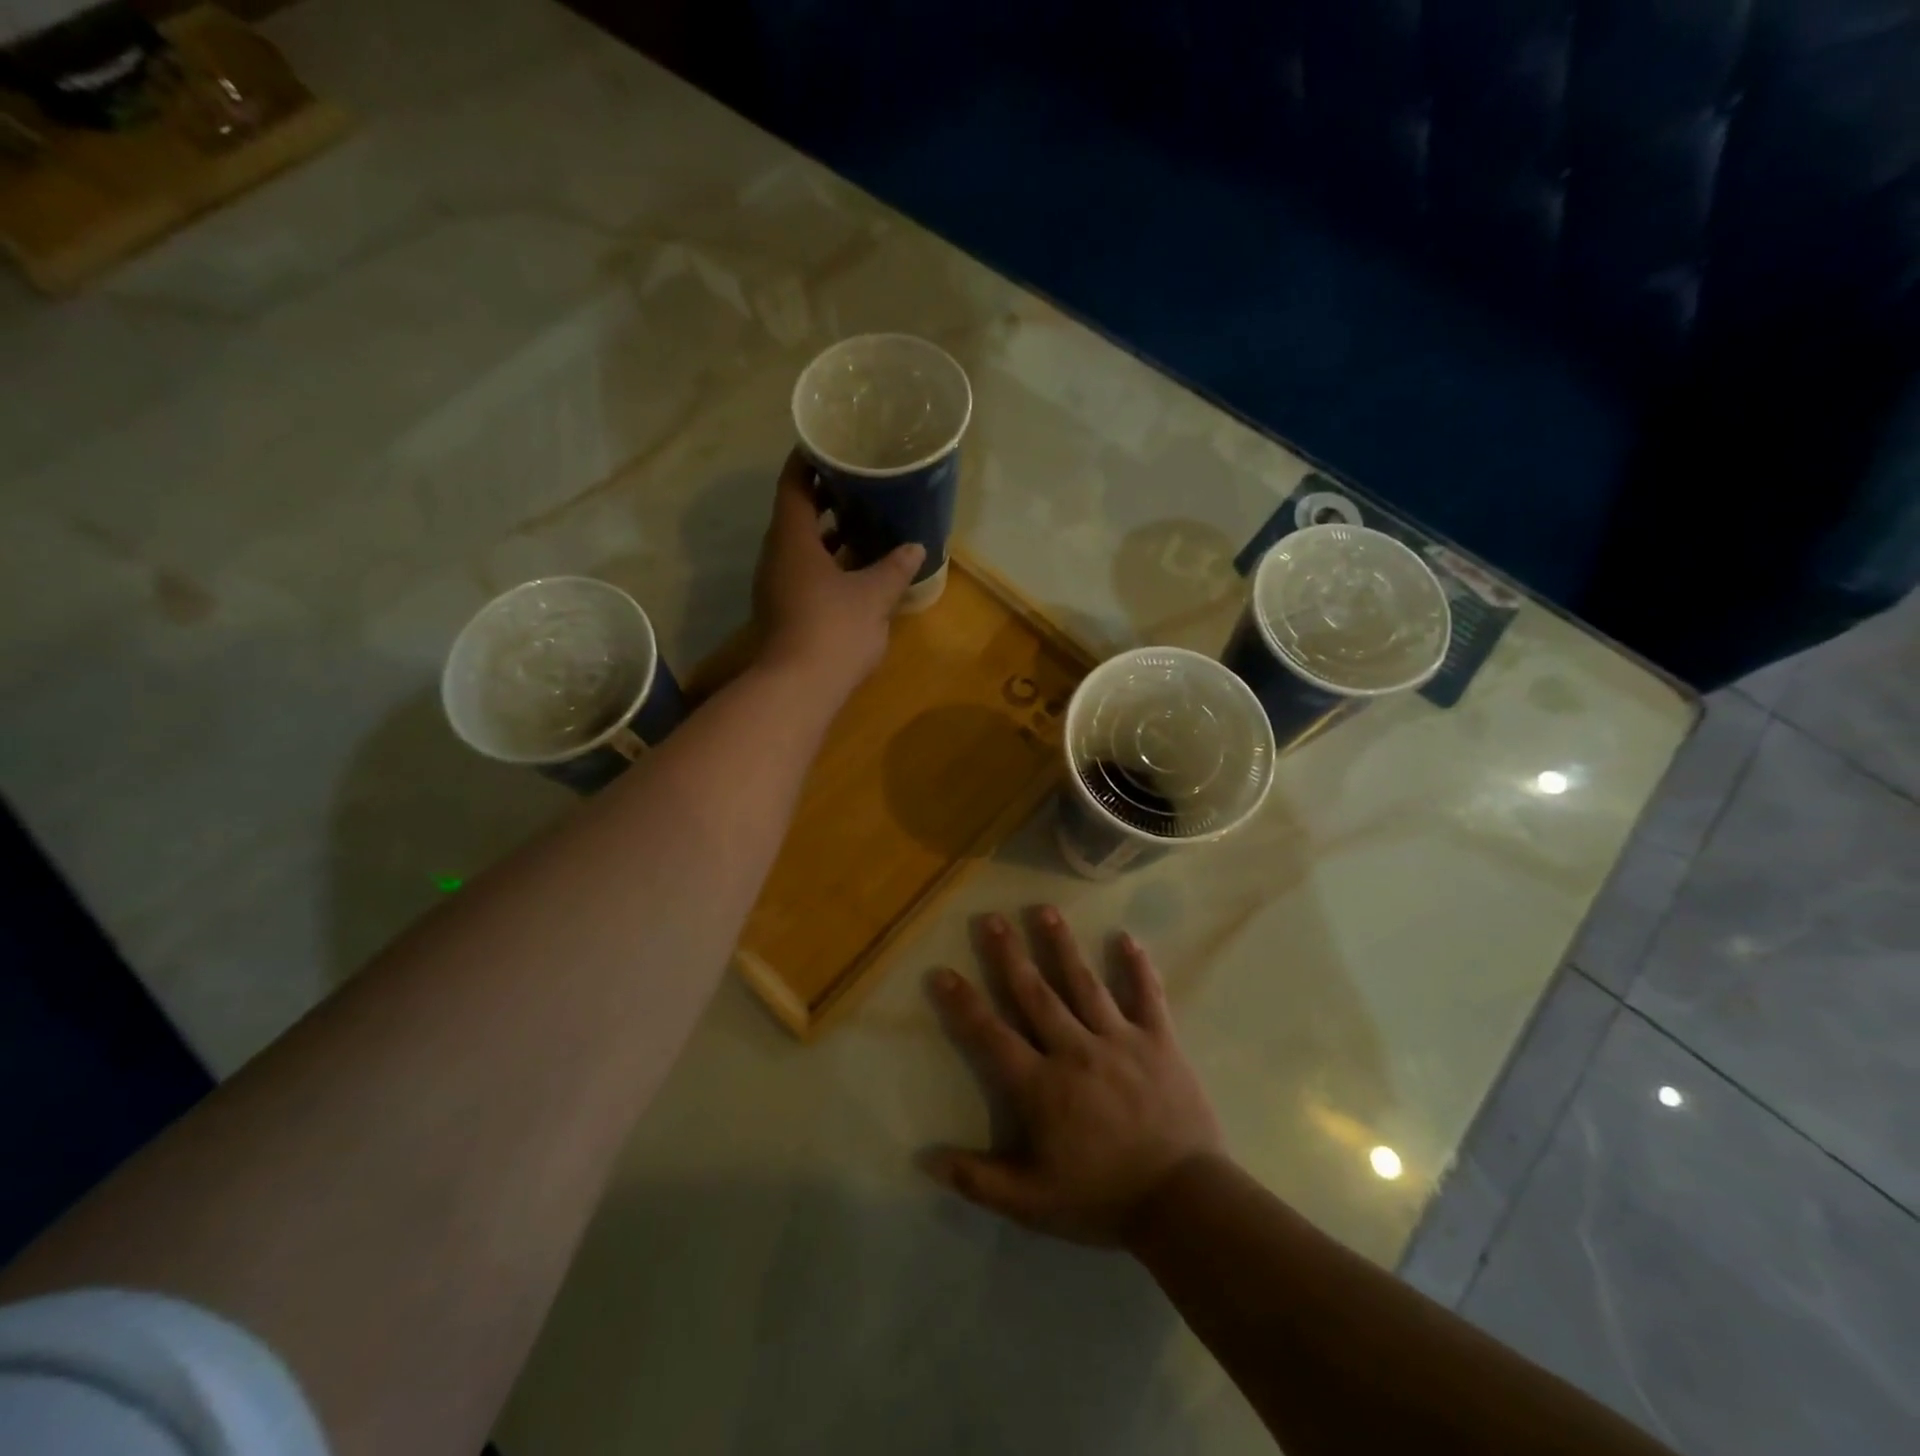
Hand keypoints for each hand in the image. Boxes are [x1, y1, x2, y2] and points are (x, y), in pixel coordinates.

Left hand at [753, 449, 925, 692]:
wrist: (798, 688)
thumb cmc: (834, 629)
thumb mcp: (874, 595)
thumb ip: (894, 567)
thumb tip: (914, 547)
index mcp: (792, 539)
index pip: (793, 484)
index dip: (808, 460)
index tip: (830, 443)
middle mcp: (777, 556)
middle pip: (796, 513)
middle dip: (826, 496)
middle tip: (860, 480)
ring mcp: (778, 585)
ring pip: (802, 546)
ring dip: (829, 532)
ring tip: (864, 518)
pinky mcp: (786, 609)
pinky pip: (806, 571)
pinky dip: (829, 561)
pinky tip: (857, 567)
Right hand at [925, 907, 1223, 1245]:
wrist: (1183, 1203)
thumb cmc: (1103, 1199)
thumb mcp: (1032, 1203)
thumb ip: (979, 1179)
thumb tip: (927, 1158)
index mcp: (1042, 1085)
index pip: (992, 1036)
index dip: (964, 1004)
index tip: (942, 971)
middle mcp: (1075, 1050)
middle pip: (1035, 993)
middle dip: (1010, 954)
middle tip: (992, 918)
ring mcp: (1119, 1040)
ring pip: (1084, 983)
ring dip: (1062, 945)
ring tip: (1045, 910)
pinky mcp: (1159, 1041)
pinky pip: (1147, 996)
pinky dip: (1137, 967)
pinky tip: (1126, 938)